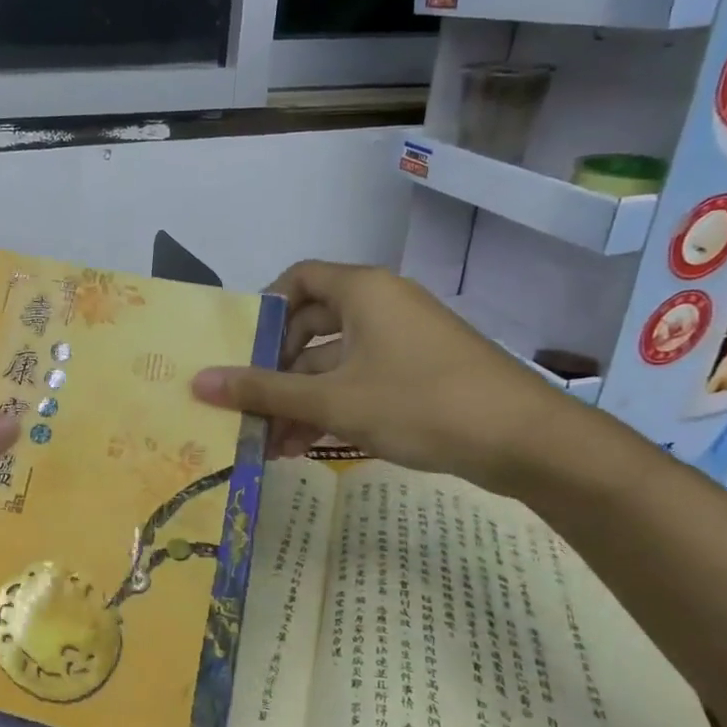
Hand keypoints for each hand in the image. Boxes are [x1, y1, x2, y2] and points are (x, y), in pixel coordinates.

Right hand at [191, 262, 575, 490]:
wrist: (528, 443)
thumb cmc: (420, 403)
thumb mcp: (333, 400)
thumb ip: (263, 391)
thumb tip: (198, 383)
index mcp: (363, 291)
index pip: (298, 279)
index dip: (265, 309)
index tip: (241, 349)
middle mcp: (382, 306)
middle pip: (311, 326)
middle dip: (276, 369)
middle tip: (248, 403)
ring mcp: (403, 342)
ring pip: (333, 362)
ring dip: (299, 399)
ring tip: (269, 443)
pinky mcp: (419, 375)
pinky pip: (360, 381)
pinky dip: (331, 408)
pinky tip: (304, 446)